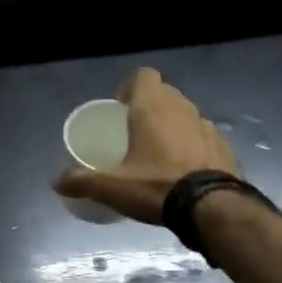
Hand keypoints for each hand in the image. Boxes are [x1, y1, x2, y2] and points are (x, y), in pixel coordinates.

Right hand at [53, 68, 238, 224]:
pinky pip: (203, 136)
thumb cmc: (157, 186)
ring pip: (185, 114)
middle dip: (149, 107)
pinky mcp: (224, 146)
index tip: (121, 109)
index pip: (144, 76)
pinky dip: (193, 145)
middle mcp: (181, 108)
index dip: (131, 87)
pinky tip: (184, 169)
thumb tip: (57, 182)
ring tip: (159, 153)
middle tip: (134, 133)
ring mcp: (207, 126)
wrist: (212, 207)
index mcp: (152, 108)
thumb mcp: (113, 187)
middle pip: (164, 93)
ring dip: (172, 126)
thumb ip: (82, 181)